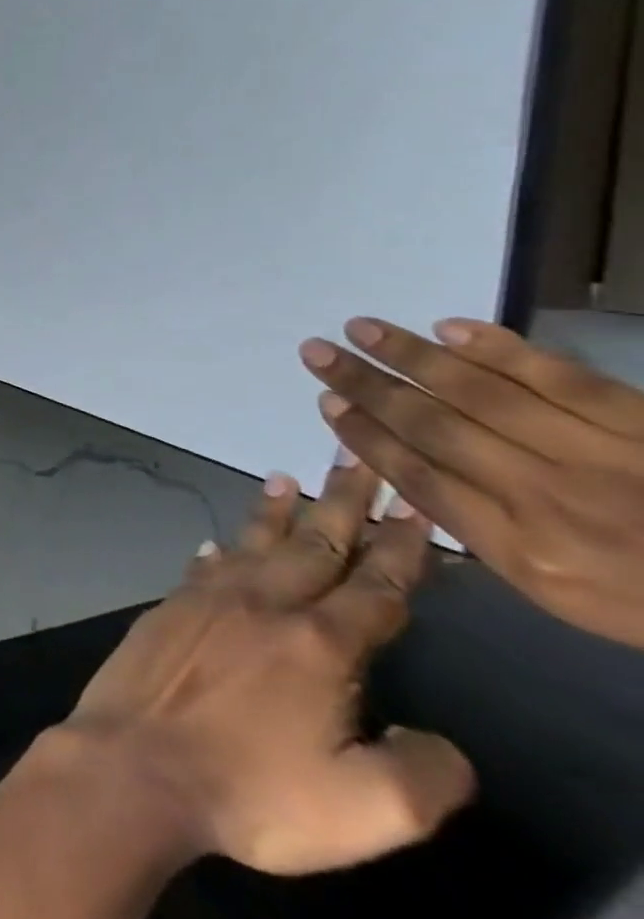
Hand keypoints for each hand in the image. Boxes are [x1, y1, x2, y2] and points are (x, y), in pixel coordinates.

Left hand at [49, 462, 473, 875]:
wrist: (135, 762)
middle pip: (312, 545)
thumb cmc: (253, 791)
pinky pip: (202, 568)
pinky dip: (219, 552)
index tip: (417, 510)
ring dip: (273, 511)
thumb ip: (426, 773)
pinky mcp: (165, 610)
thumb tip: (438, 742)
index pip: (376, 589)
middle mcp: (260, 606)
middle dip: (342, 503)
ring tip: (284, 475)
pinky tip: (218, 546)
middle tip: (355, 458)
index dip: (404, 551)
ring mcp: (204, 602)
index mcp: (318, 645)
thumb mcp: (371, 811)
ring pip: (251, 544)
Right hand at [301, 318, 643, 649]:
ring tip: (361, 327)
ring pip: (484, 395)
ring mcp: (601, 457)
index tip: (326, 402)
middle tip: (317, 351)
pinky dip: (502, 350)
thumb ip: (485, 536)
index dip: (365, 436)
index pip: (419, 479)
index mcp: (525, 552)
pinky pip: (564, 379)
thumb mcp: (561, 591)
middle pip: (436, 428)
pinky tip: (452, 328)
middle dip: (367, 385)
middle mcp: (549, 498)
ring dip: (413, 356)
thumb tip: (409, 476)